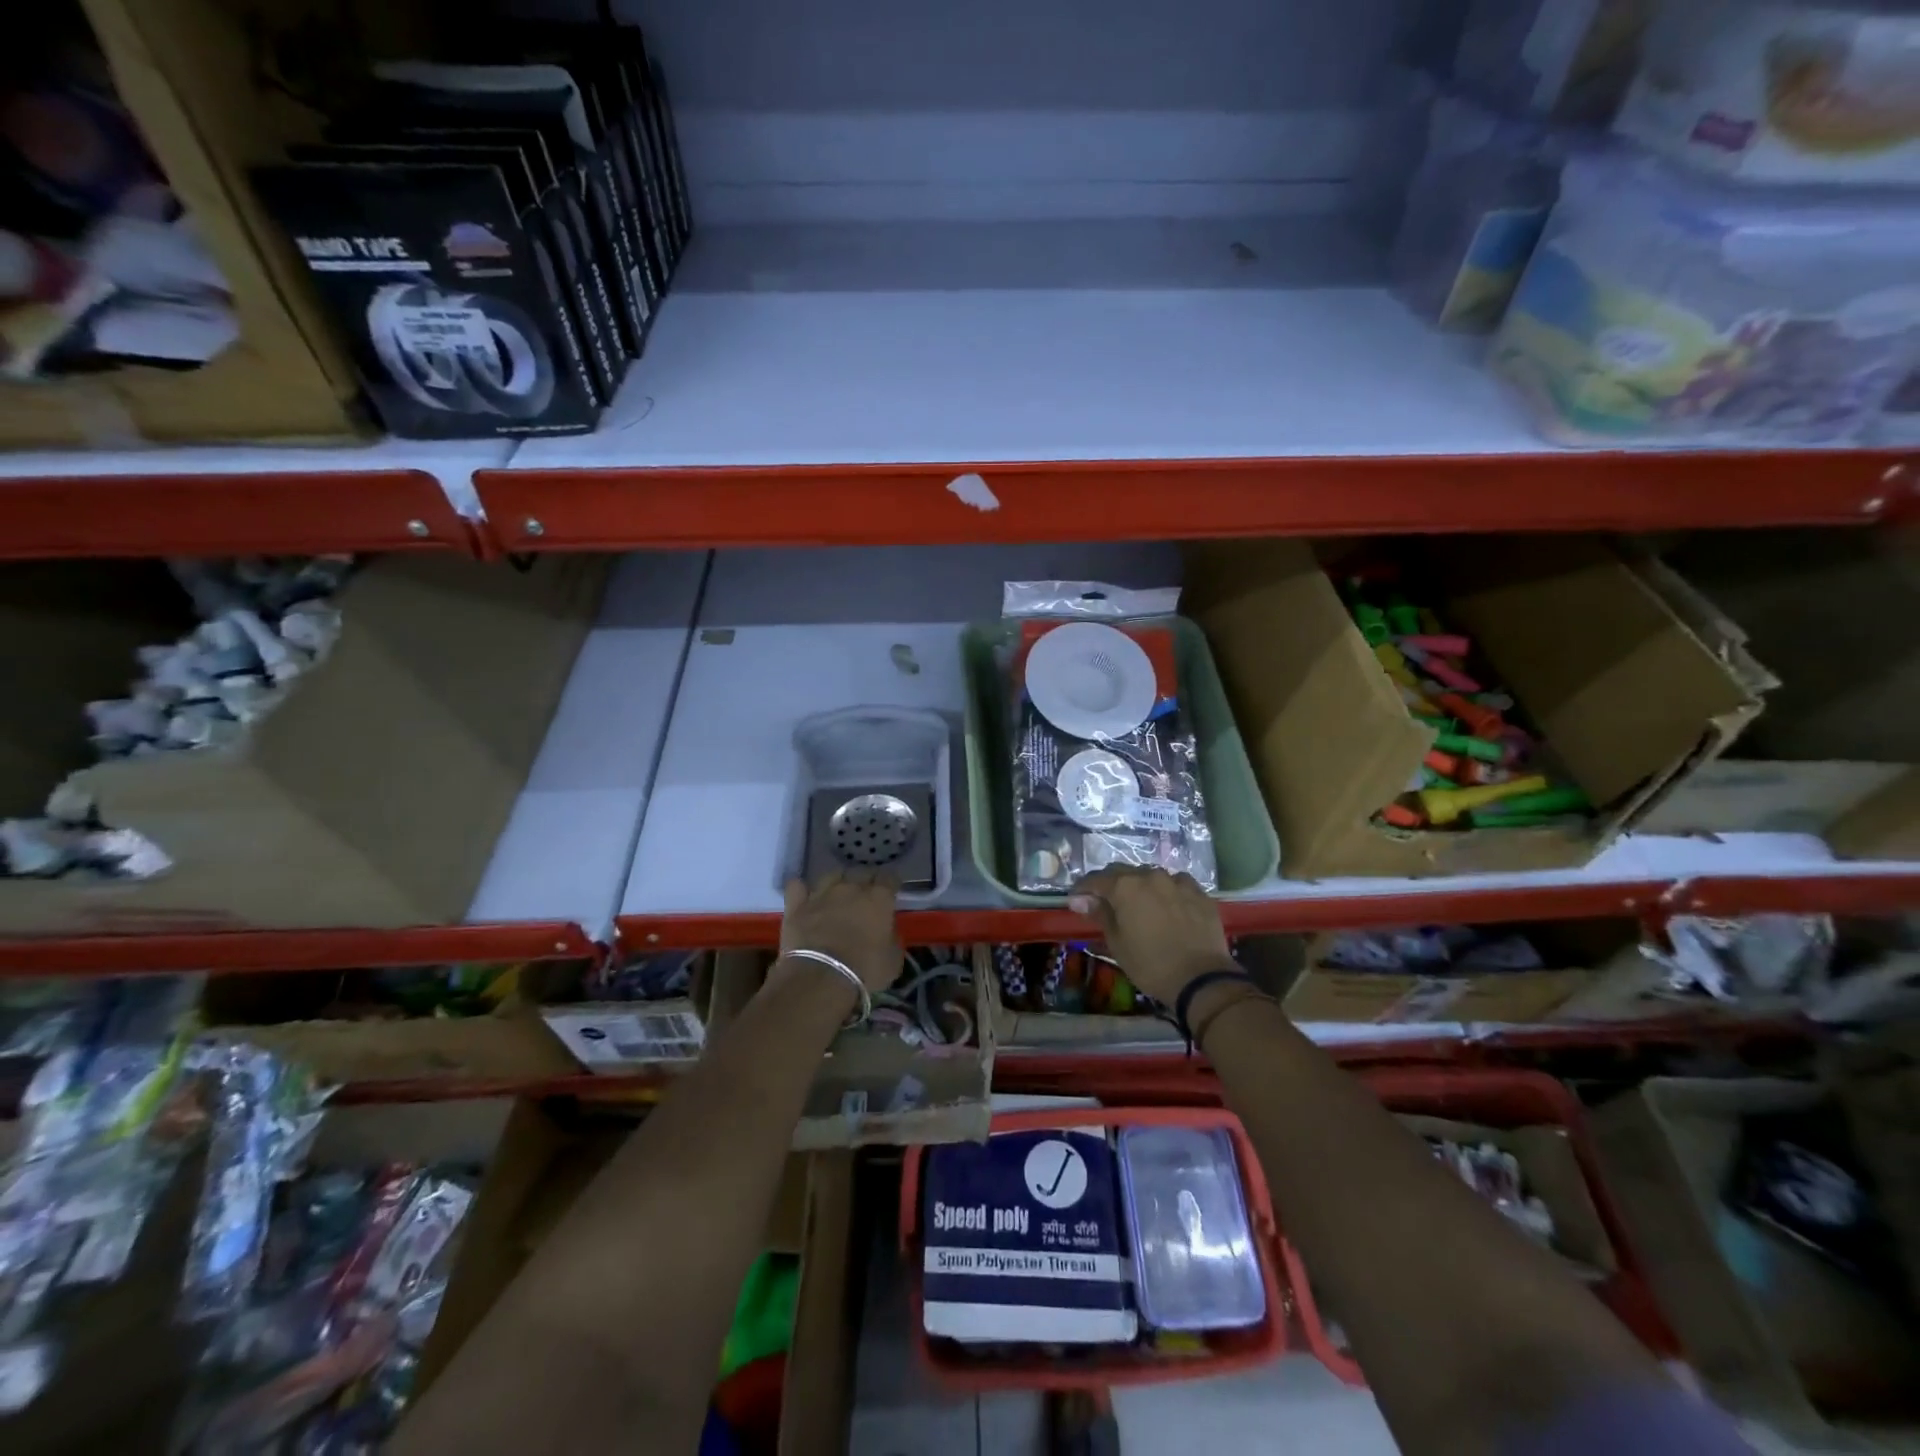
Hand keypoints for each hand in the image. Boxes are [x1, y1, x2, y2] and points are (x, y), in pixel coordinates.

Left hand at [777, 870, 901, 993]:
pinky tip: (805, 896)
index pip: (889, 878)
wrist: (820, 978)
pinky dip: (802, 889)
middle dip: (866, 880)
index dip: (891, 883)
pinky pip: (797, 886)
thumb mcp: (893, 960)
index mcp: (879, 898)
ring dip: (838, 881)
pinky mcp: (797, 906)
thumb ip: (892, 938)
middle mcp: (851, 888)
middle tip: (867, 895)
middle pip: (861, 872)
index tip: (892, 891)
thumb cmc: (865, 971)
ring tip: (838, 893)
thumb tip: (887, 930)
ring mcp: (821, 894)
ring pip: (832, 874)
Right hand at [1068, 865, 1234, 1001]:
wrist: (1201, 978)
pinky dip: (1167, 891)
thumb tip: (1081, 900)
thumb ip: (1100, 914)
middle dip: (1110, 885)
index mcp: (1125, 887)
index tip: (1076, 900)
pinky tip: (1168, 906)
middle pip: (1122, 872)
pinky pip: (1177, 884)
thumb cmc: (1150, 964)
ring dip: (1140, 886)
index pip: (1095, 880)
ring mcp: (1178, 882)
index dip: (1082, 889)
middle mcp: (1150, 876)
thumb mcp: (1117, 942)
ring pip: (1151, 876)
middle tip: (1105, 902)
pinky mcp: (1199, 893)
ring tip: (1139, 904)